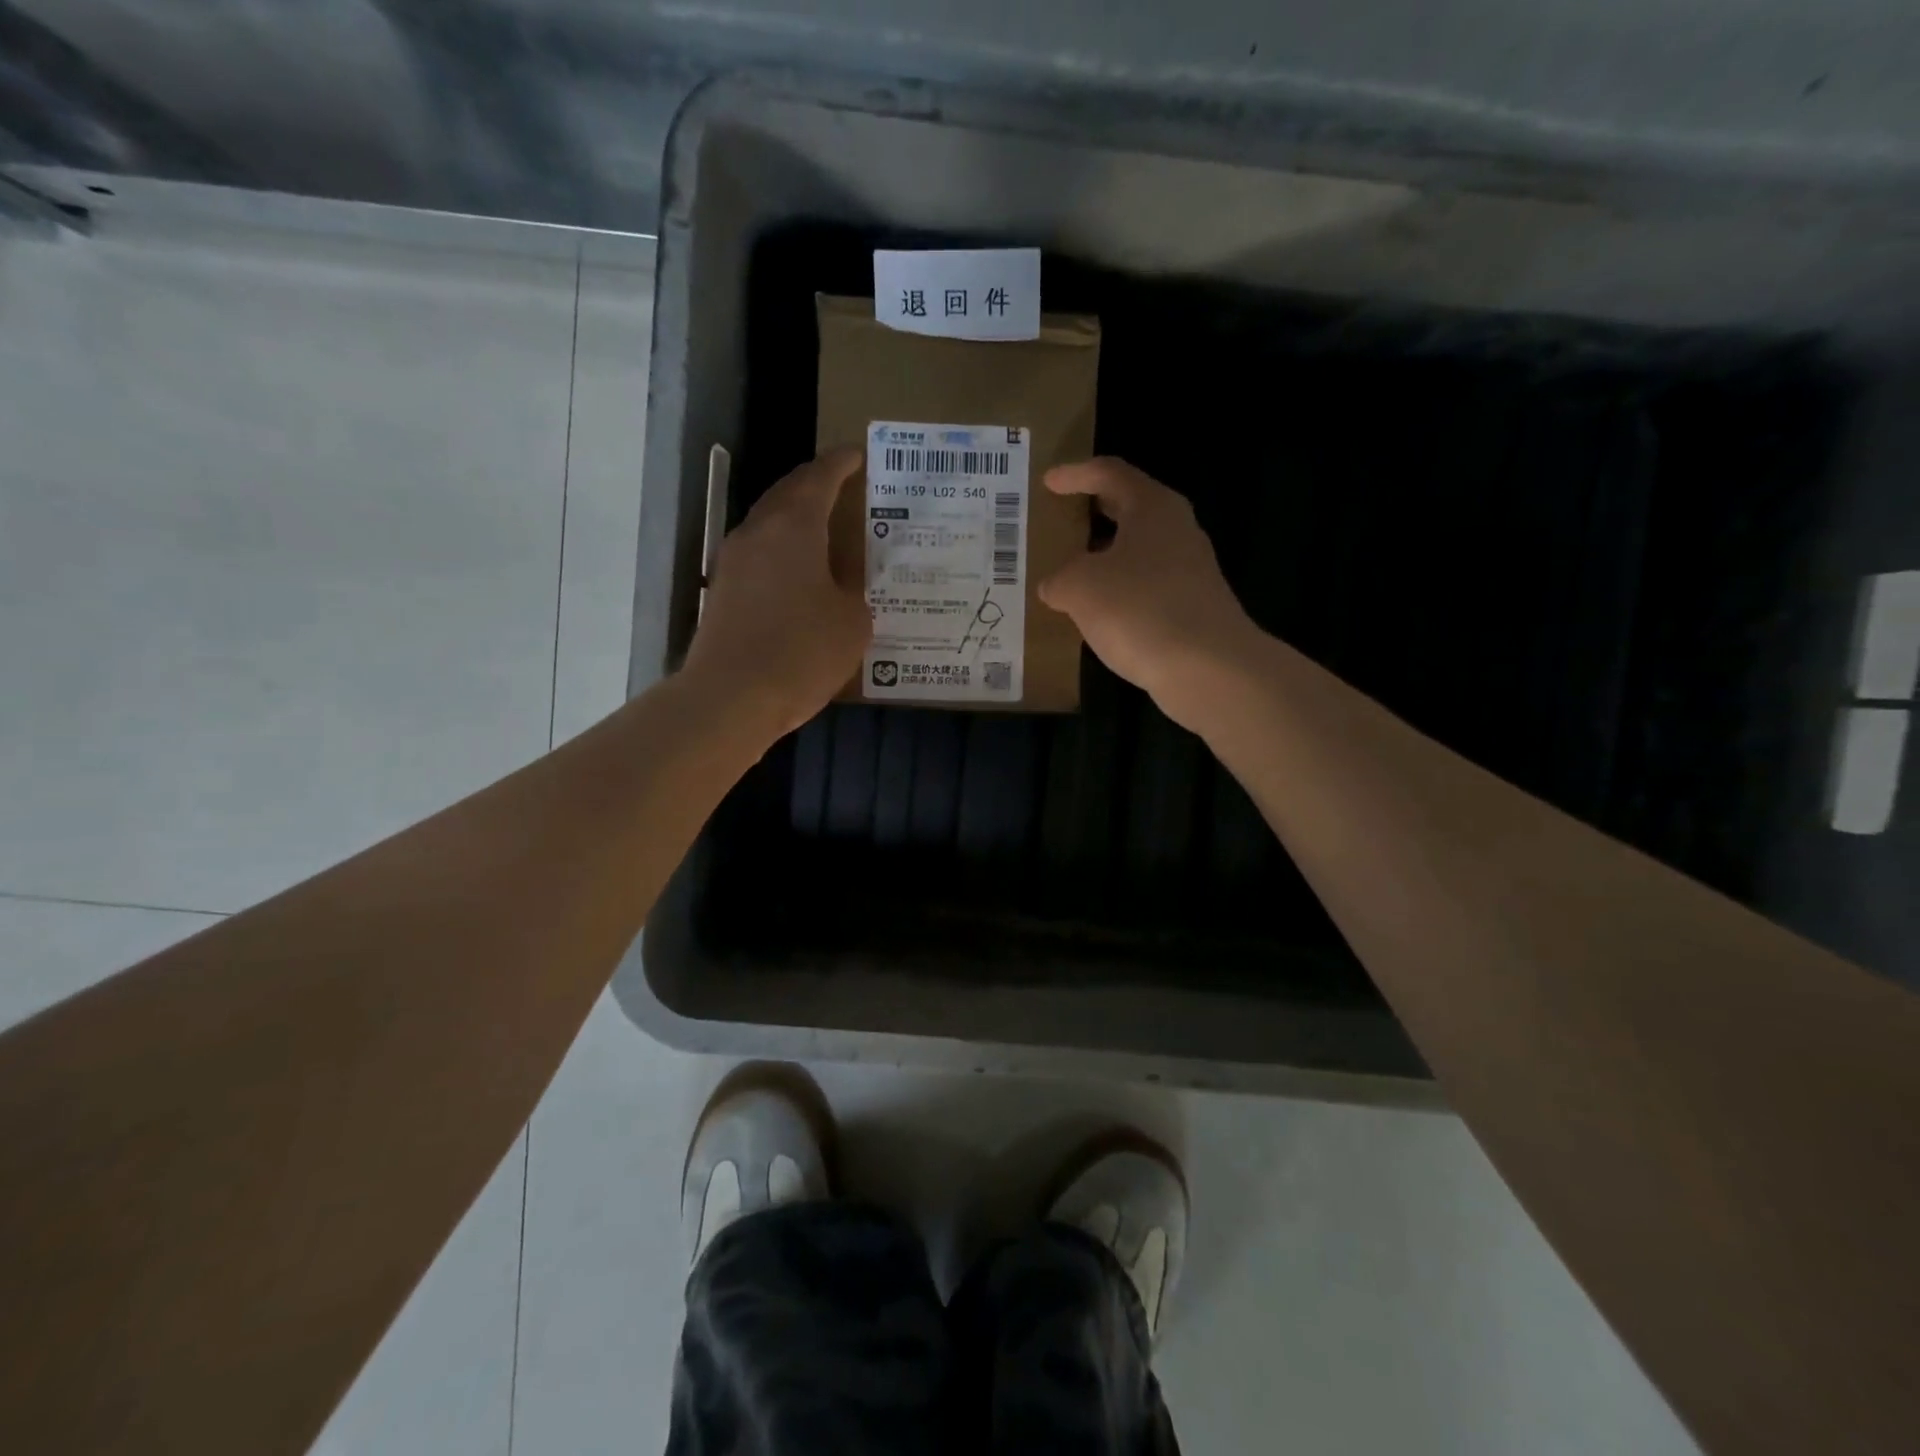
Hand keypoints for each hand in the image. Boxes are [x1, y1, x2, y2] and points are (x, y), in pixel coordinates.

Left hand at [682, 447, 870, 737]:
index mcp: (794, 527)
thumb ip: (854, 592)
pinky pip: (759, 557)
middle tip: (844, 488)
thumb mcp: (851, 622)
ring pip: (769, 525)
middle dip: (815, 486)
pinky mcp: (723, 592)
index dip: (842, 463)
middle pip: (787, 494)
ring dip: (796, 521)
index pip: (819, 477)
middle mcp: (758, 532)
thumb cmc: (801, 652)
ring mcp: (733, 562)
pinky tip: (800, 576)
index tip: (859, 454)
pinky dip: (783, 553)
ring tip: (826, 531)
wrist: (731, 697)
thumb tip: (843, 586)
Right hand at [1039, 457, 1259, 728]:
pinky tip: (1096, 614)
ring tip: (1069, 572)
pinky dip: (1118, 592)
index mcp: (1152, 508)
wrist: (1207, 667)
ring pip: (1138, 551)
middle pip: (1129, 510)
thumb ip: (1060, 579)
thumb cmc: (1139, 609)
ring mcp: (1189, 570)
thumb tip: (1055, 586)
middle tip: (1060, 520)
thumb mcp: (1080, 587)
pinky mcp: (1192, 607)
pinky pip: (1145, 587)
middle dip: (1093, 514)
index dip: (1075, 475)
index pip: (1110, 474)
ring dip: (1105, 558)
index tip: (1047, 482)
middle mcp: (1176, 530)